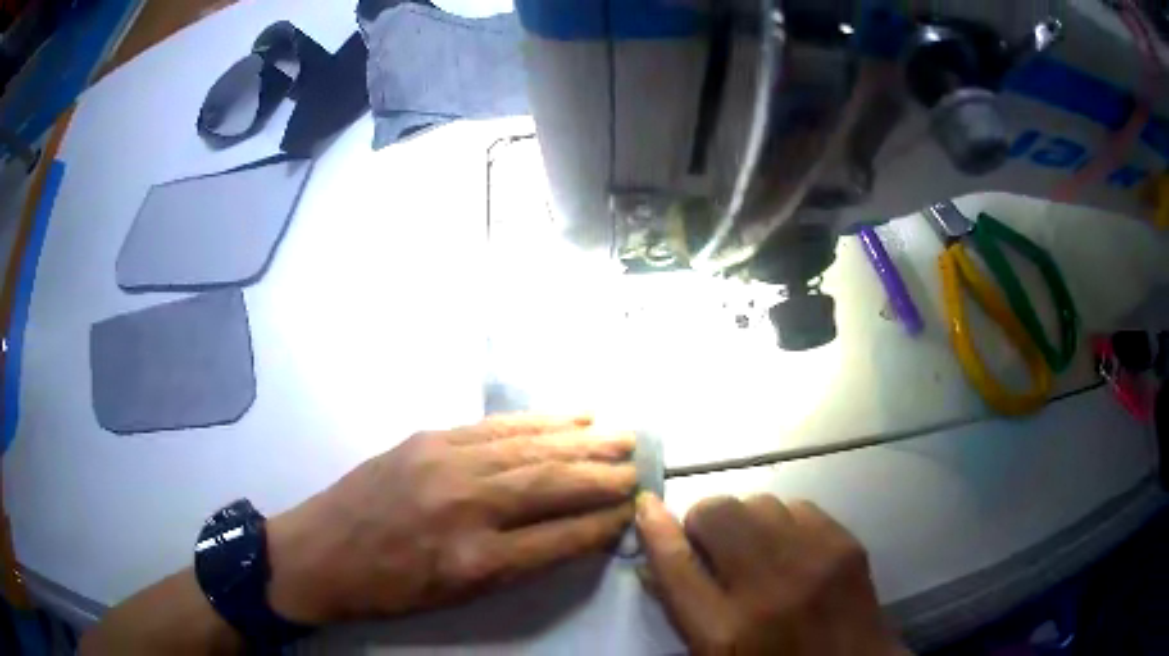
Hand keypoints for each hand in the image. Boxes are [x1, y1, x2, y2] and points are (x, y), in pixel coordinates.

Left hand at [266, 415, 636, 623]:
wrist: (320, 553)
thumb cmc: (391, 588)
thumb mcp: (457, 596)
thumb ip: (518, 564)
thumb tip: (572, 532)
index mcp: (475, 560)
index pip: (561, 537)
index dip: (602, 523)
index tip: (631, 510)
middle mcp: (466, 506)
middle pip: (553, 484)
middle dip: (604, 475)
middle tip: (638, 465)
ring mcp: (445, 463)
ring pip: (531, 448)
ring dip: (582, 441)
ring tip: (620, 435)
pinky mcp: (428, 438)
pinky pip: (496, 428)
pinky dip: (539, 422)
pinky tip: (568, 417)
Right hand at [636, 493, 905, 655]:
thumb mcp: (715, 654)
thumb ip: (685, 610)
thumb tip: (659, 560)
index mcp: (726, 632)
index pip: (676, 565)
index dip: (655, 530)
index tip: (646, 506)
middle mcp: (769, 590)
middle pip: (718, 515)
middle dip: (705, 522)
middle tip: (713, 546)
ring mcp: (814, 561)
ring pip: (758, 502)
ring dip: (745, 522)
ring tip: (756, 550)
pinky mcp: (846, 544)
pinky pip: (798, 505)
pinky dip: (783, 522)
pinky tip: (790, 549)